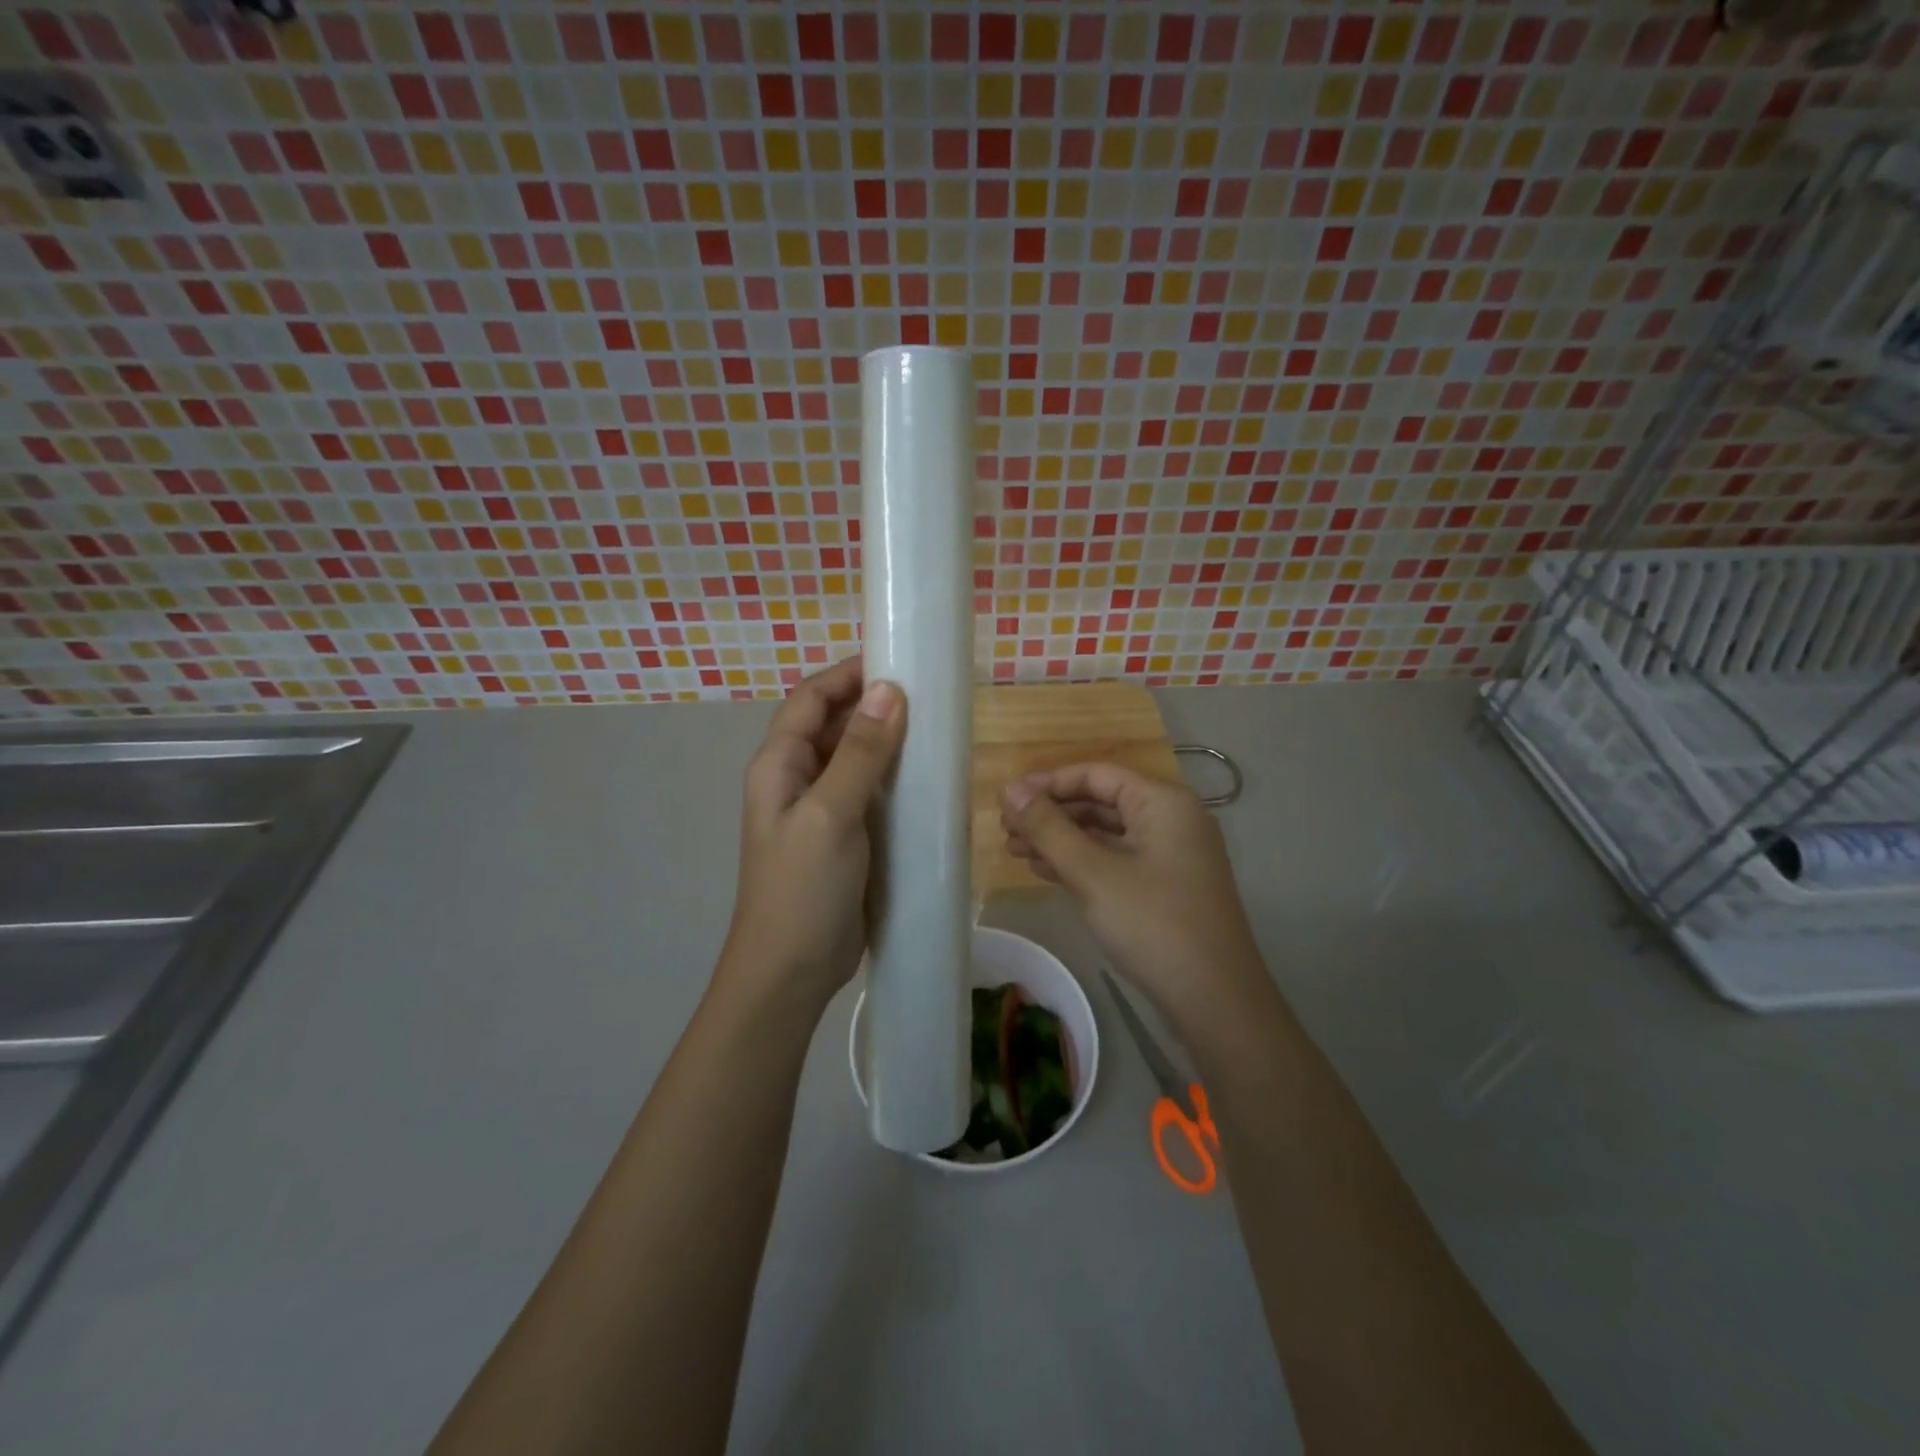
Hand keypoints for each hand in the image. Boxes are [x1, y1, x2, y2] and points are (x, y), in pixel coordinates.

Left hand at [720, 657, 906, 1017]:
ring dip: (888, 742)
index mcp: (779, 764)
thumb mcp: (830, 815)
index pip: (811, 699)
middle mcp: (796, 779)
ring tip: (936, 730)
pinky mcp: (845, 836)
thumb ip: (860, 754)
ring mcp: (821, 809)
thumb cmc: (802, 889)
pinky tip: (928, 778)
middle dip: (874, 705)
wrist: (791, 972)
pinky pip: (870, 793)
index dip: (848, 675)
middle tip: (929, 696)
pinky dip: (894, 778)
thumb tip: (889, 690)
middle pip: (834, 724)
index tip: (898, 661)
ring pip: (855, 758)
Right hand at [1002, 764, 1267, 1030]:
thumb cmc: (1152, 923)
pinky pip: (1115, 860)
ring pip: (1105, 834)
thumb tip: (1011, 789)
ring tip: (1014, 851)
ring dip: (1060, 840)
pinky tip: (1044, 871)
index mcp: (1162, 801)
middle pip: (1100, 802)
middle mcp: (1170, 819)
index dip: (1047, 784)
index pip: (1095, 775)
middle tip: (1005, 830)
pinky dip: (1081, 863)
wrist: (1215, 1000)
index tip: (1006, 800)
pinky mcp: (1165, 886)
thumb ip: (1048, 827)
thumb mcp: (1093, 872)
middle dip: (1050, 814)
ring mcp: (1170, 855)